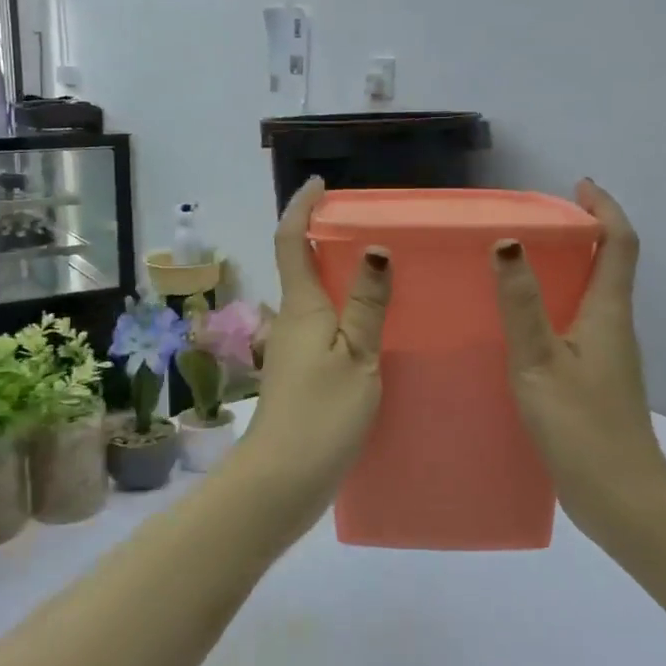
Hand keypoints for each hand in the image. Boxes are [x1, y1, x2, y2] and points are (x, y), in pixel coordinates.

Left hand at [239, 179, 391, 521]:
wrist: (282, 480)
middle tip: (369, 227)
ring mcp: (294, 351)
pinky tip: (374, 327)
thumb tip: (374, 248)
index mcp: (303, 307)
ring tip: (383, 271)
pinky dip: (344, 313)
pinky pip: (324, 328)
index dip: (301, 208)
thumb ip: (367, 305)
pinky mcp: (302, 376)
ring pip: (315, 299)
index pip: (292, 241)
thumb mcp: (357, 357)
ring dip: (338, 277)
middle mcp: (292, 321)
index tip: (320, 185)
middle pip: (302, 266)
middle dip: (324, 239)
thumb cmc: (321, 414)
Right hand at [491, 180, 665, 523]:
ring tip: (521, 265)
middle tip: (537, 222)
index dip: (605, 209)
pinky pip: (579, 325)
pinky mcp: (597, 381)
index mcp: (609, 314)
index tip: (579, 185)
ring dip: (569, 270)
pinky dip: (558, 306)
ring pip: (593, 297)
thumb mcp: (540, 361)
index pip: (620, 244)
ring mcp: (609, 357)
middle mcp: (615, 328)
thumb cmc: (582, 426)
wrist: (621, 499)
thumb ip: (521, 304)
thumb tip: (508, 242)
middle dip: (583, 233)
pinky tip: (523, 326)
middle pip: (609, 265)